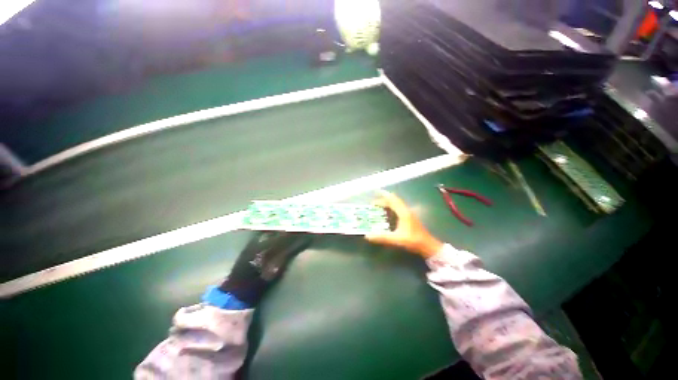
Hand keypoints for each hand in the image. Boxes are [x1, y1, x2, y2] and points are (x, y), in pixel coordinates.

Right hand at [366, 191, 443, 257]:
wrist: (428, 246)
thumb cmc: (413, 241)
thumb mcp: (396, 239)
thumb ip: (382, 237)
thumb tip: (367, 236)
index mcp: (403, 212)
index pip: (393, 199)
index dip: (384, 195)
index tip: (376, 192)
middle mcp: (406, 210)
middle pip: (394, 201)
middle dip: (383, 200)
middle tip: (372, 204)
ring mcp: (408, 214)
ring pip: (396, 205)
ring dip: (387, 204)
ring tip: (377, 207)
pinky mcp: (409, 218)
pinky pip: (398, 209)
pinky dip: (391, 208)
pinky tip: (386, 214)